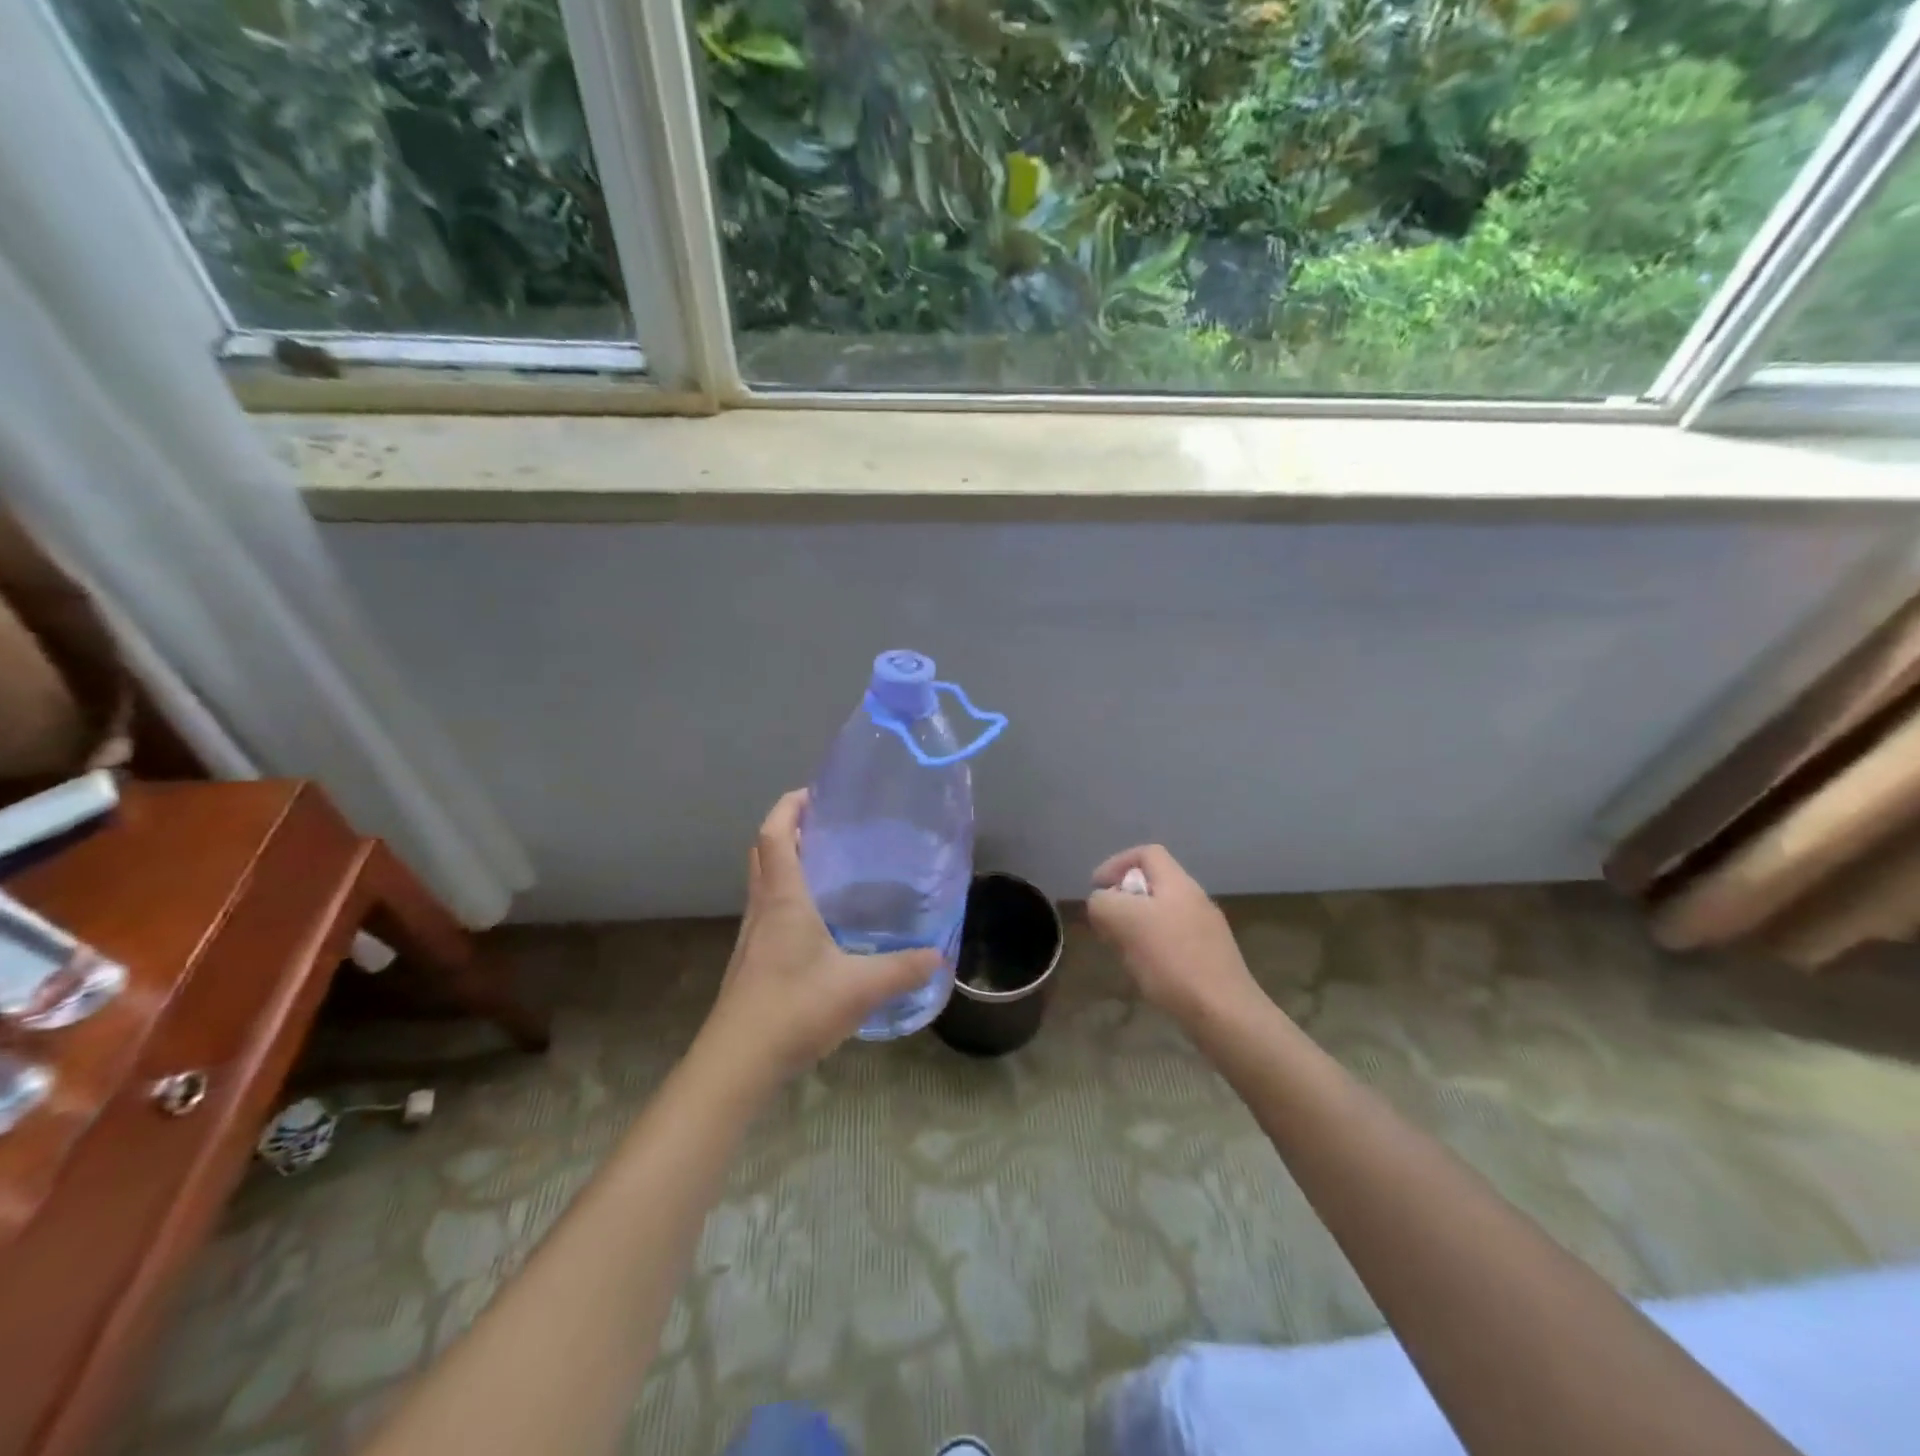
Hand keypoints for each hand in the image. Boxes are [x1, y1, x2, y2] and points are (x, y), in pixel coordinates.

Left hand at [697, 789, 939, 1085]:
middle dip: (787, 829)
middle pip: (763, 853)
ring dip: (785, 863)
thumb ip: (902, 969)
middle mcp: (762, 909)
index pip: (775, 835)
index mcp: (783, 899)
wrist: (736, 1064)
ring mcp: (752, 938)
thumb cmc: (794, 1009)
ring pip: (763, 883)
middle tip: (824, 824)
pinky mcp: (751, 963)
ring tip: (826, 866)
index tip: (813, 793)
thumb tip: (938, 956)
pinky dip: (786, 898)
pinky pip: (767, 912)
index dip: (789, 807)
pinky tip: (817, 924)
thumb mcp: (860, 987)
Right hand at [1088, 845, 1261, 1027]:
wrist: (1224, 1013)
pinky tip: (1147, 973)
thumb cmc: (1172, 961)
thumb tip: (1102, 903)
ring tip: (1123, 951)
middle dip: (1124, 900)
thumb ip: (1104, 903)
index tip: (1097, 887)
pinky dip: (1153, 948)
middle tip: (1107, 924)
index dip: (1117, 863)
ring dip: (1136, 927)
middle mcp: (1196, 899)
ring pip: (1161, 915)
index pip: (1146, 853)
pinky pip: (1173, 941)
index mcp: (1178, 883)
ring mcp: (1207, 929)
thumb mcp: (1123, 922)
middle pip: (1153, 884)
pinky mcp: (1210, 958)